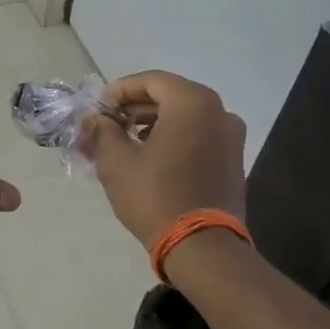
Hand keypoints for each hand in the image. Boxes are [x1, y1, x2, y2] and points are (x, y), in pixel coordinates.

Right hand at [83, 70, 245, 248]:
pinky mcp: (234, 160)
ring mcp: (231, 137)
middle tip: (108, 123)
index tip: (99, 107)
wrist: (202, 247)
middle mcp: (219, 111)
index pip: (151, 81)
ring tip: (125, 141)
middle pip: (170, 96)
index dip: (120, 90)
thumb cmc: (155, 196)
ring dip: (154, 123)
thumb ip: (103, 131)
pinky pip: (198, 136)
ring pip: (185, 117)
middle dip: (135, 107)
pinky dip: (174, 137)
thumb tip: (96, 119)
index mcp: (192, 103)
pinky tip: (151, 157)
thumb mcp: (116, 161)